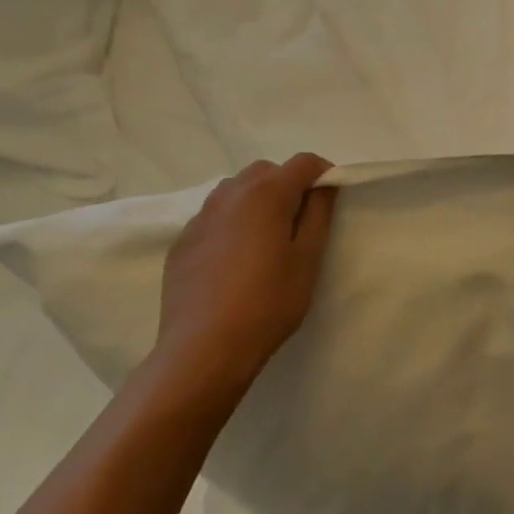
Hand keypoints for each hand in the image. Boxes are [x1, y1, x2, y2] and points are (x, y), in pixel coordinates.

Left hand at [147, 154, 336, 415]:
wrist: (202, 351)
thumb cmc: (267, 303)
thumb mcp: (308, 259)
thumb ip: (319, 213)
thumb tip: (323, 186)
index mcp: (266, 193)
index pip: (303, 162)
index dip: (323, 173)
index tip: (330, 198)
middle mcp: (230, 194)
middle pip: (266, 170)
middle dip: (288, 184)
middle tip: (299, 220)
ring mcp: (201, 217)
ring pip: (236, 189)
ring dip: (257, 199)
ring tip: (266, 237)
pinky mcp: (182, 241)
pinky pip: (214, 215)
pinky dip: (232, 222)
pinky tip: (235, 258)